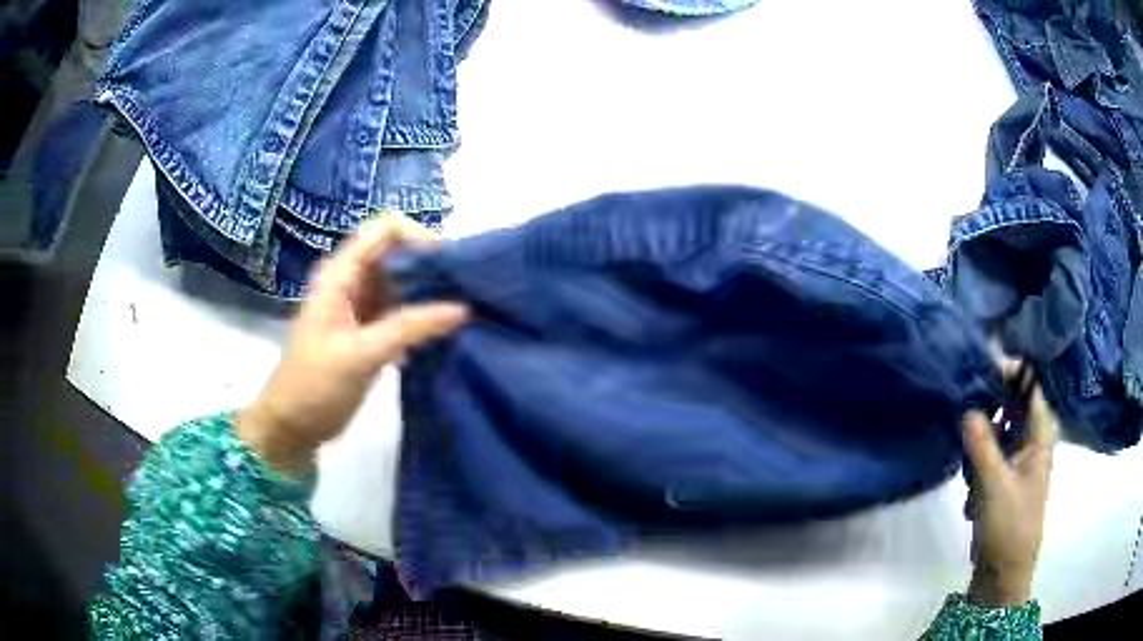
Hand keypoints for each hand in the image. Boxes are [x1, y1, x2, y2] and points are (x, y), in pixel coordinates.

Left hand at [236, 217, 468, 476]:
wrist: (292, 426)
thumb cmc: (315, 386)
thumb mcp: (360, 355)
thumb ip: (409, 328)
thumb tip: (463, 308)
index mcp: (341, 274)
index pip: (385, 229)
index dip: (418, 236)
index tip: (449, 266)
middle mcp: (353, 281)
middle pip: (399, 253)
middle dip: (432, 265)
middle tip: (467, 290)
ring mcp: (362, 307)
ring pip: (403, 283)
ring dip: (431, 292)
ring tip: (466, 309)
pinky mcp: (371, 331)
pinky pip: (403, 312)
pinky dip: (424, 317)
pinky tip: (446, 332)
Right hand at [963, 385, 1056, 606]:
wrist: (1004, 573)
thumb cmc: (1010, 526)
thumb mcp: (995, 486)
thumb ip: (983, 446)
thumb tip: (967, 408)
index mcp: (1040, 438)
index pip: (1031, 390)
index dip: (1013, 372)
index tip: (984, 364)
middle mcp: (1032, 443)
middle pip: (1014, 408)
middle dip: (992, 405)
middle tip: (967, 403)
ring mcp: (1018, 462)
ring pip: (999, 432)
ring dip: (982, 440)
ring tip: (968, 461)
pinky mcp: (1004, 480)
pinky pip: (990, 456)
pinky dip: (978, 463)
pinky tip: (970, 487)